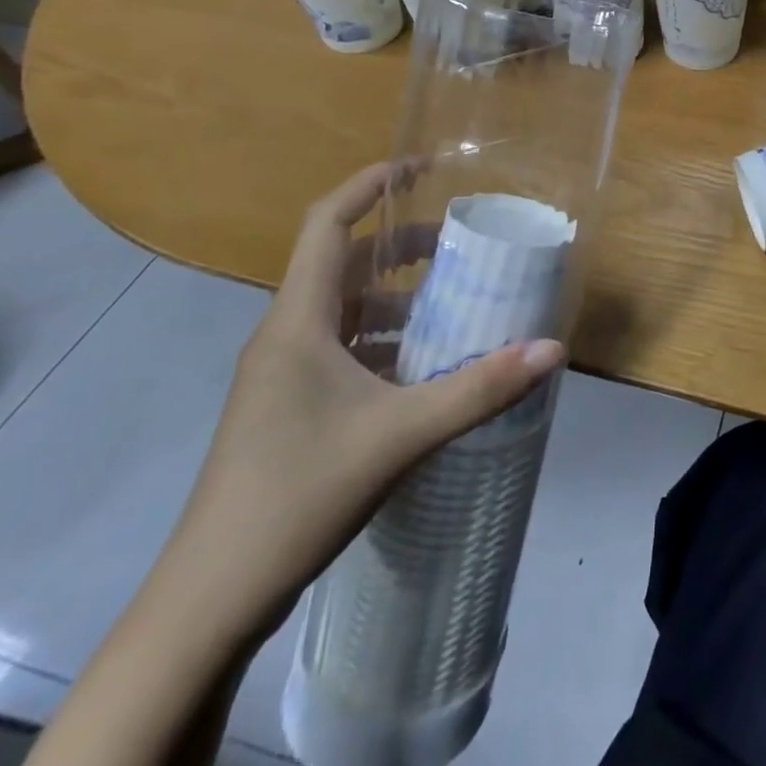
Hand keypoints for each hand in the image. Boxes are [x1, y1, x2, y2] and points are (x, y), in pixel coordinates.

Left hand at [159, 162, 565, 637]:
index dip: (370, 185)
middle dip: (403, 244)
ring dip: (400, 297)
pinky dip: (389, 340)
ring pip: (348, 310)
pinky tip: (429, 365)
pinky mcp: (292, 408)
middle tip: (462, 242)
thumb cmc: (298, 495)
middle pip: (346, 264)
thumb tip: (553, 348)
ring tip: (458, 299)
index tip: (422, 166)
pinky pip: (347, 349)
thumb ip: (480, 388)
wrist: (212, 598)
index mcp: (299, 322)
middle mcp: (288, 335)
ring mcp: (286, 375)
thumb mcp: (401, 435)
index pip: (328, 224)